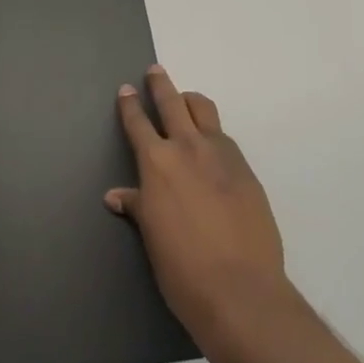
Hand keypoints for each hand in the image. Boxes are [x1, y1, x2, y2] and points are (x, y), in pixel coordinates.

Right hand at [107, 66, 287, 349]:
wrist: (241, 291)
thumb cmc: (182, 269)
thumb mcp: (152, 236)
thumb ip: (137, 206)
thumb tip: (117, 195)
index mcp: (157, 163)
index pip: (139, 123)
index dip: (130, 105)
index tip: (127, 90)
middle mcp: (188, 148)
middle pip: (173, 103)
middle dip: (161, 85)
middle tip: (155, 71)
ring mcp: (222, 156)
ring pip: (205, 110)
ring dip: (191, 101)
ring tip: (186, 101)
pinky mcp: (246, 170)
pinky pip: (225, 138)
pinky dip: (213, 134)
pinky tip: (212, 148)